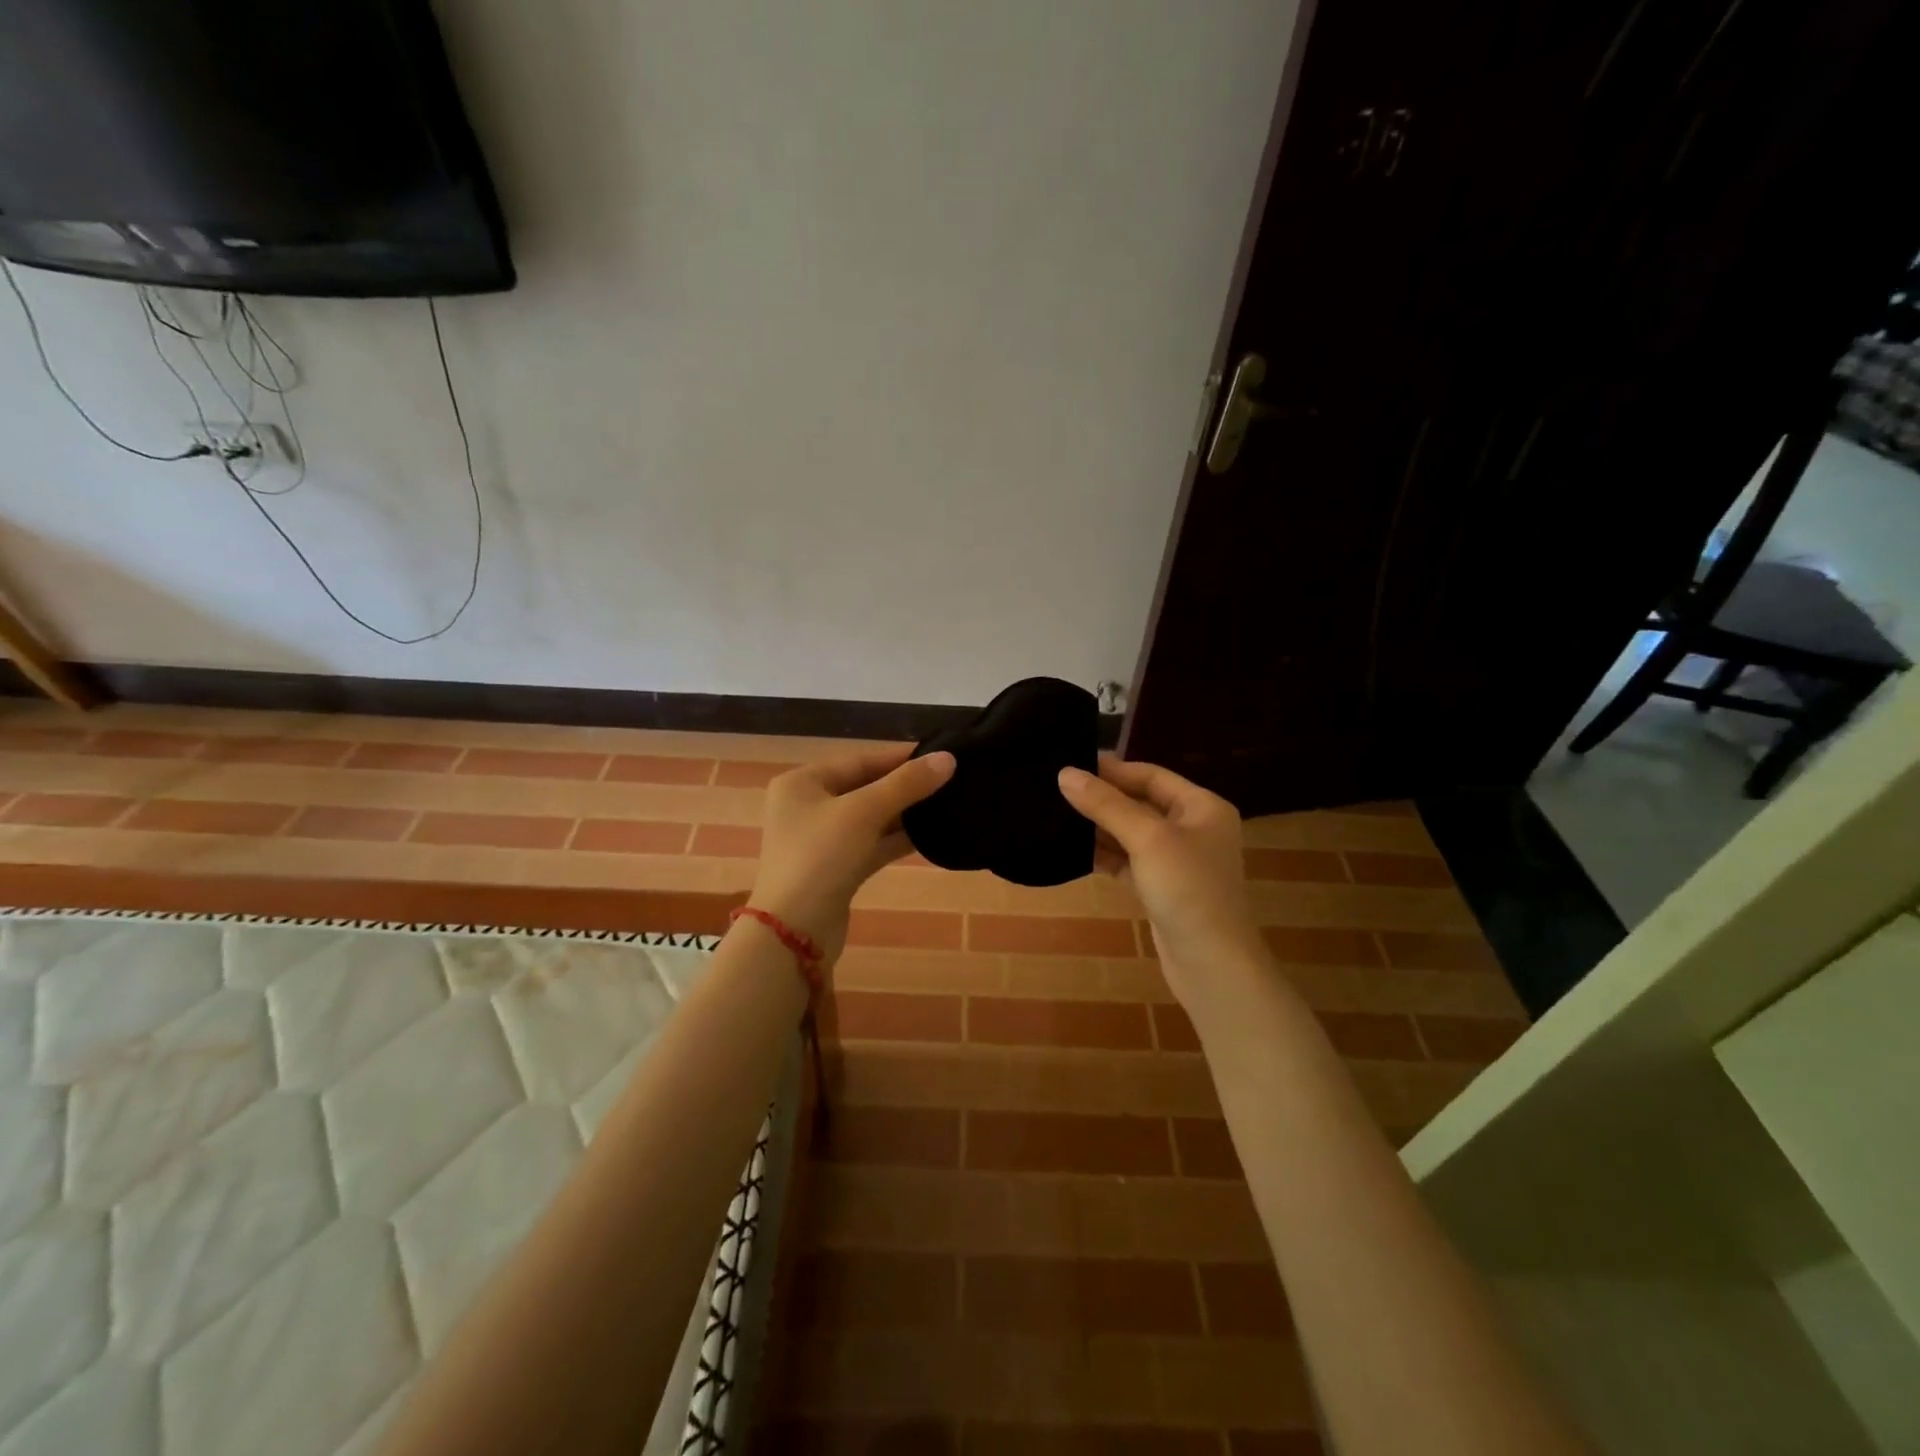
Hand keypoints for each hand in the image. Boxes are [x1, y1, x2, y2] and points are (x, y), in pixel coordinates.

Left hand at [749, 745, 955, 961]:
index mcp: (802, 782)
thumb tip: (948, 758)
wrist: (794, 932)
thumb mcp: (864, 812)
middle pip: (865, 787)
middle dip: (905, 785)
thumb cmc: (821, 856)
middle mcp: (808, 806)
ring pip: (870, 817)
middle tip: (949, 780)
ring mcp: (821, 840)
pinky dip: (896, 839)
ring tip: (947, 804)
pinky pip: (871, 844)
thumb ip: (906, 784)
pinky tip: (930, 836)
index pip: (859, 760)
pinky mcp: (836, 869)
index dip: (900, 757)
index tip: (941, 754)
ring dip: (904, 813)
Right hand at [1057, 756, 1265, 1002]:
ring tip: (1056, 816)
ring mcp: (1177, 861)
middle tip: (1056, 790)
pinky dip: (1104, 855)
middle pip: (1140, 803)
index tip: (1070, 764)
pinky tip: (1073, 851)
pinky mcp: (1161, 888)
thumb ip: (1106, 804)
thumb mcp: (1147, 838)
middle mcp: (1193, 828)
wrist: (1211, 964)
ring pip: (1131, 834)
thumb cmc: (1187, 889)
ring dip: (1099, 827)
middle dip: (1102, 798)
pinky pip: (1128, 861)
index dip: (1112, 769)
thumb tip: (1065, 773)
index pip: (1151, 775)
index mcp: (1202, 807)